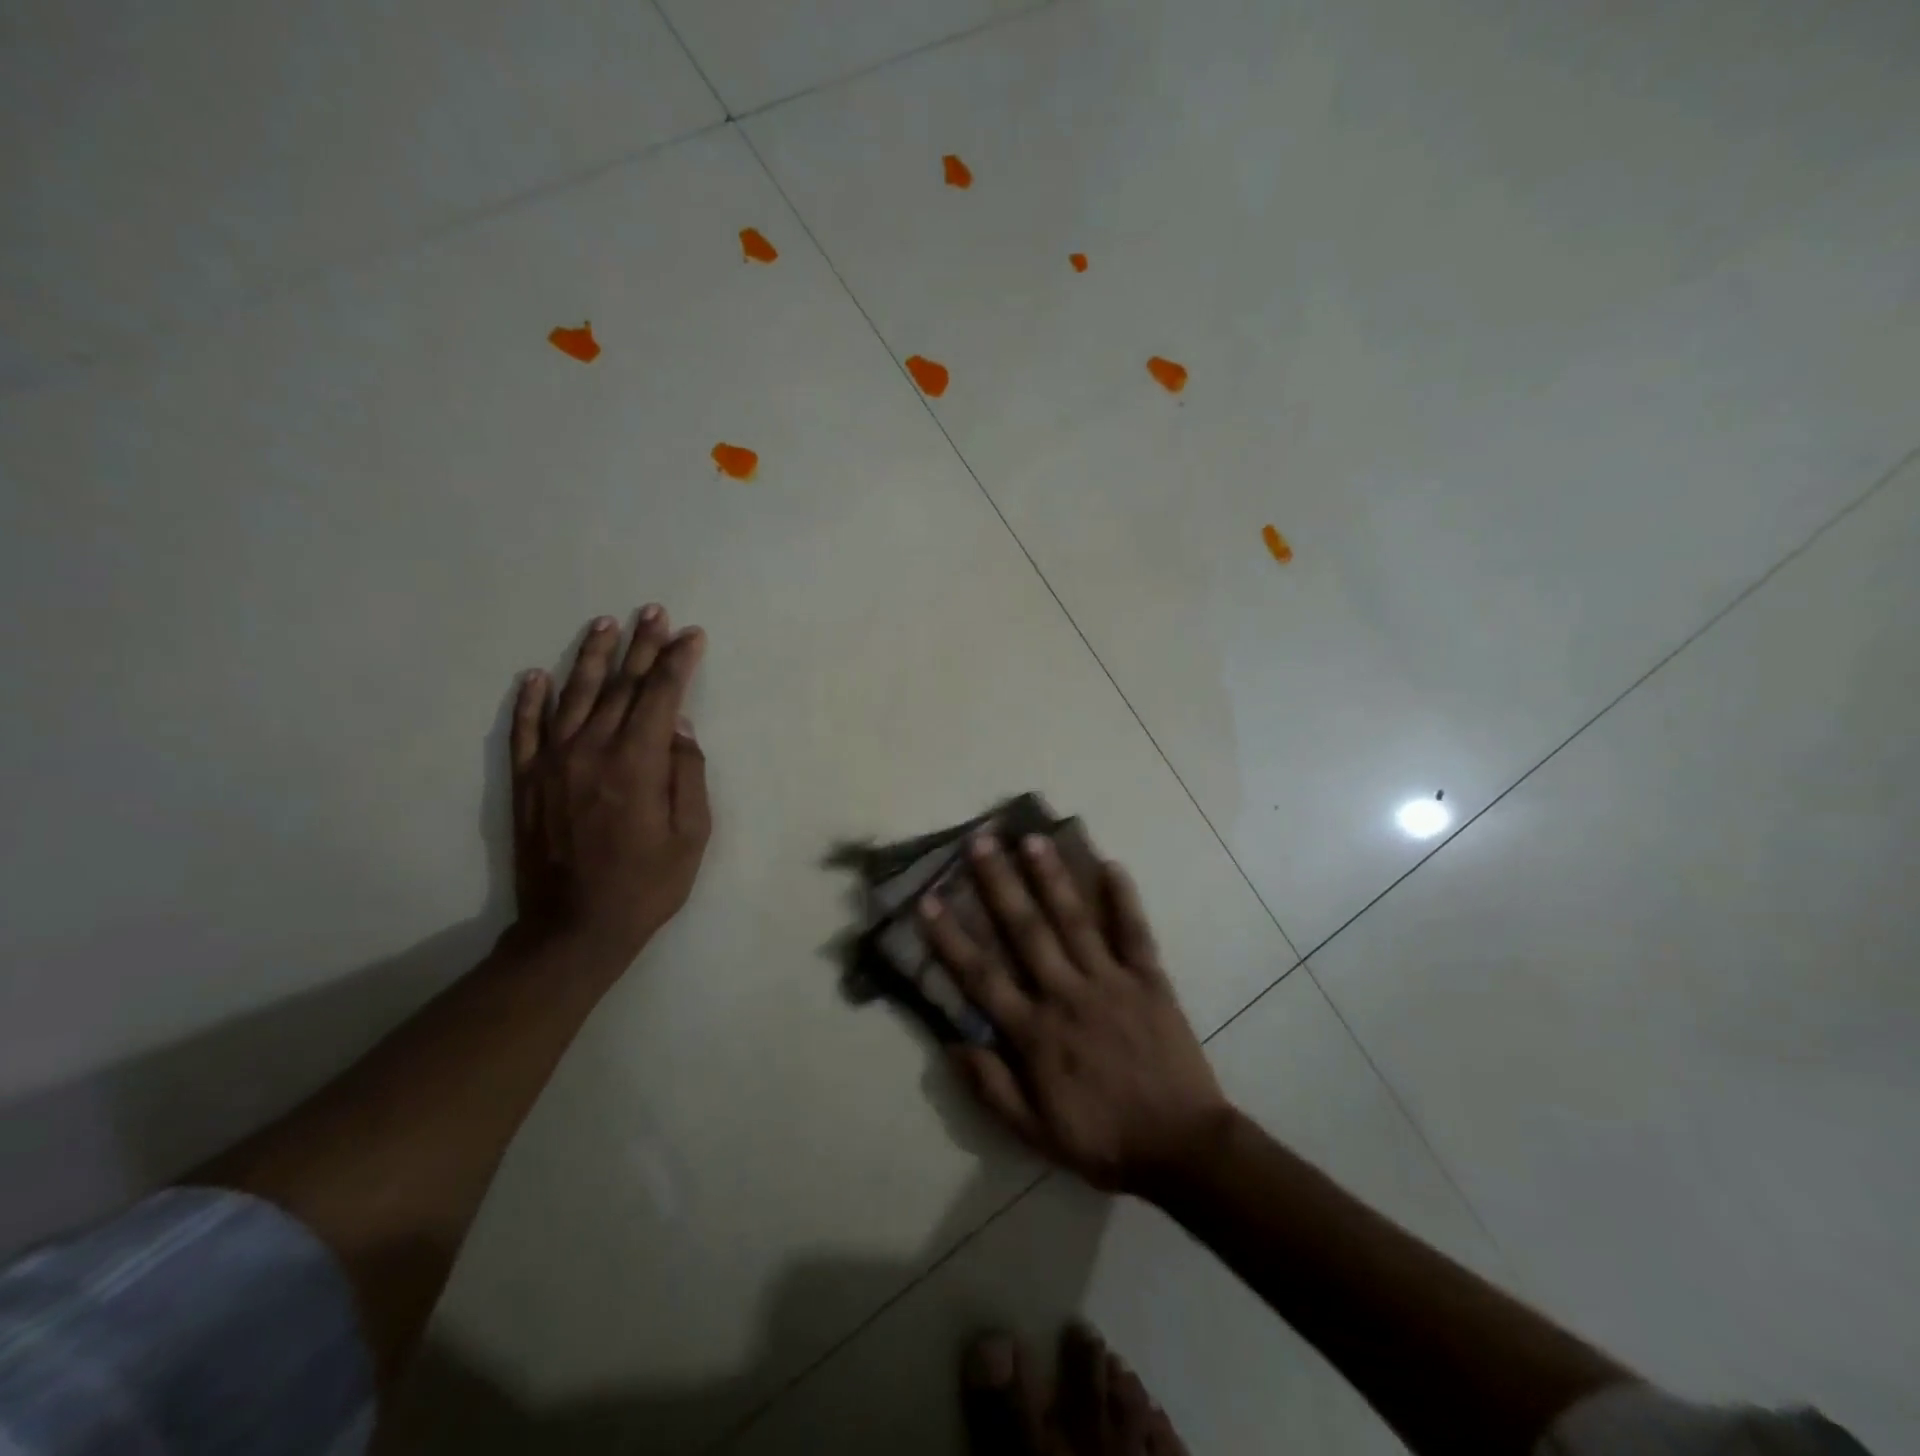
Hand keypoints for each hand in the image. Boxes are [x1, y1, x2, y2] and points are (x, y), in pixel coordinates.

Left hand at [510, 606, 710, 964]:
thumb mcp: (691, 835)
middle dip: (642, 646)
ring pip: (574, 695)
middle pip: (621, 686)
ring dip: (592, 657)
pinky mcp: (527, 781)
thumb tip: (680, 727)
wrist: (573, 930)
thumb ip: (688, 774)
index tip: (692, 636)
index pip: (661, 696)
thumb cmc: (646, 885)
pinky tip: (536, 674)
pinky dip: (529, 699)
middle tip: (654, 612)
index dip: (678, 662)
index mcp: (637, 763)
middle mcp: (592, 750)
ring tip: (605, 624)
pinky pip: (526, 729)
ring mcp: (553, 763)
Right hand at [920, 834, 1231, 1192]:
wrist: (1182, 1150)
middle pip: (1026, 931)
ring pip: (1075, 921)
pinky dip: (1124, 900)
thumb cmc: (1104, 1141)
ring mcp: (1111, 983)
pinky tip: (1113, 865)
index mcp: (1035, 1033)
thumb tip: (951, 1043)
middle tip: (981, 842)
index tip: (928, 900)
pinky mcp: (1150, 981)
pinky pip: (1135, 933)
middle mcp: (1067, 996)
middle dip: (1000, 884)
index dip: (951, 938)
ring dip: (1052, 878)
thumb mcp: (1035, 1133)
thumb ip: (992, 1088)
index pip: (982, 976)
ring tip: (1033, 839)